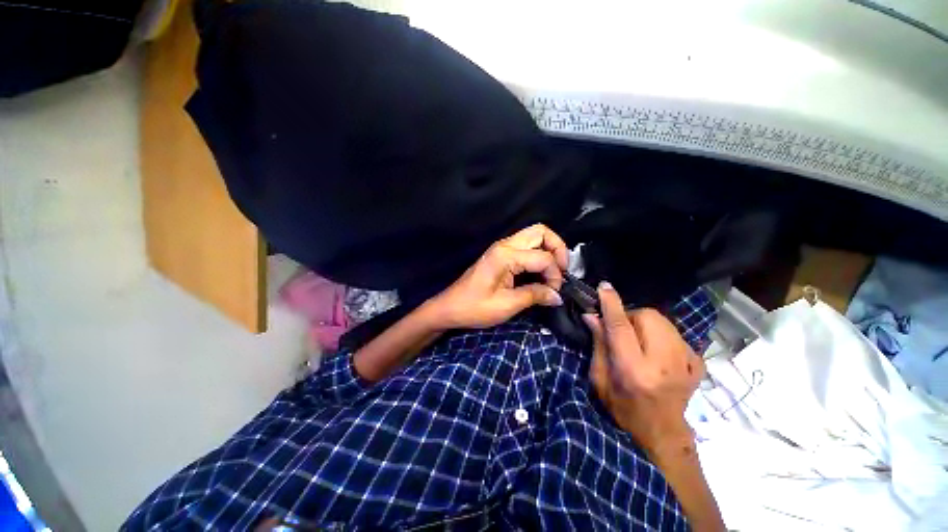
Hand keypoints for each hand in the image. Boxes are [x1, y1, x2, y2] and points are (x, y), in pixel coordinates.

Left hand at [431, 224, 568, 329]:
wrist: (450, 307)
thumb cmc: (474, 308)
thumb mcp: (507, 306)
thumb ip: (534, 296)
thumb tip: (558, 296)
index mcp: (505, 255)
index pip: (543, 256)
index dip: (555, 274)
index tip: (554, 293)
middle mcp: (505, 244)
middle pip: (541, 231)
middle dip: (558, 249)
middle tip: (561, 271)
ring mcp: (502, 247)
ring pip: (534, 235)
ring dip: (548, 250)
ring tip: (553, 272)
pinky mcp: (500, 254)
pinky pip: (526, 246)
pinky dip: (538, 255)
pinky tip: (540, 272)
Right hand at [583, 282, 704, 453]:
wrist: (661, 433)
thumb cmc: (622, 408)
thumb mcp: (600, 378)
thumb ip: (598, 344)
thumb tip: (592, 316)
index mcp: (634, 370)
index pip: (621, 327)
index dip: (611, 304)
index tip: (604, 287)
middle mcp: (664, 363)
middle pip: (648, 317)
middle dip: (631, 315)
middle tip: (621, 330)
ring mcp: (686, 364)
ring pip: (664, 322)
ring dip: (646, 323)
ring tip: (638, 341)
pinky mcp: (697, 364)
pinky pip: (676, 334)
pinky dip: (662, 335)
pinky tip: (656, 351)